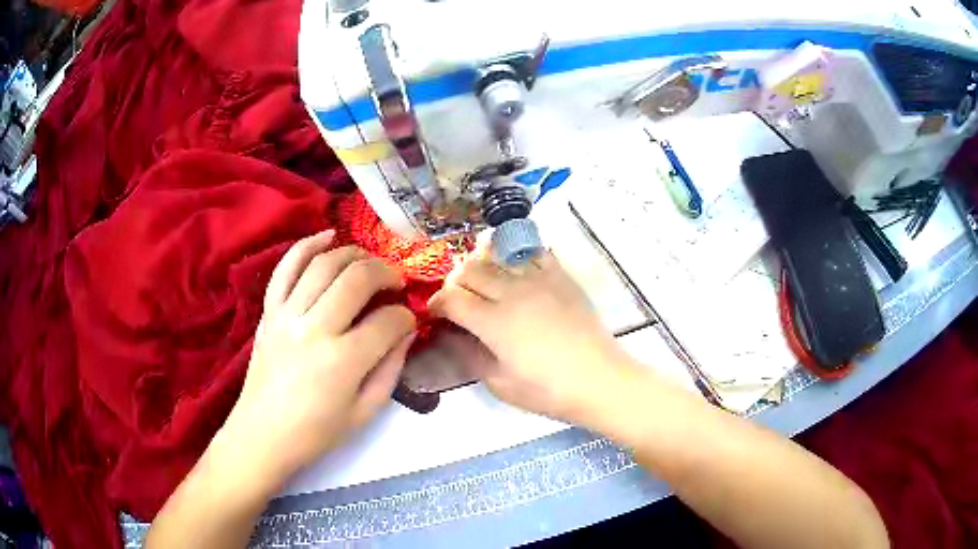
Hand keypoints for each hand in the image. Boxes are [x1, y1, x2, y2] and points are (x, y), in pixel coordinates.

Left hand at [221, 230, 416, 488]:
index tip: (409, 322)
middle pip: (358, 279)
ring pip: (324, 264)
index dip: (406, 317)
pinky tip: (327, 236)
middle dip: (386, 274)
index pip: (387, 322)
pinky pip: (286, 267)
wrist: (262, 434)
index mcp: (342, 361)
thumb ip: (391, 369)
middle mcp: (314, 329)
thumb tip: (406, 332)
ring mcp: (286, 315)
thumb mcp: (365, 412)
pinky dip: (307, 245)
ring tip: (370, 263)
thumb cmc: (316, 432)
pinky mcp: (269, 311)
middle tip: (396, 283)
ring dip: (355, 255)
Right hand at [428, 251, 640, 423]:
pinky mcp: (560, 276)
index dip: (437, 303)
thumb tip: (452, 336)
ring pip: (497, 255)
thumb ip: (470, 356)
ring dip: (481, 264)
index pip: (451, 299)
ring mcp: (538, 279)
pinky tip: (514, 265)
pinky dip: (516, 254)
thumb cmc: (547, 390)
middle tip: (457, 297)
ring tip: (482, 279)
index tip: (436, 313)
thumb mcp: (500, 384)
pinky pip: (533, 251)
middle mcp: (512, 292)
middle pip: (469, 271)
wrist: (598, 379)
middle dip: (455, 282)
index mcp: (493, 322)